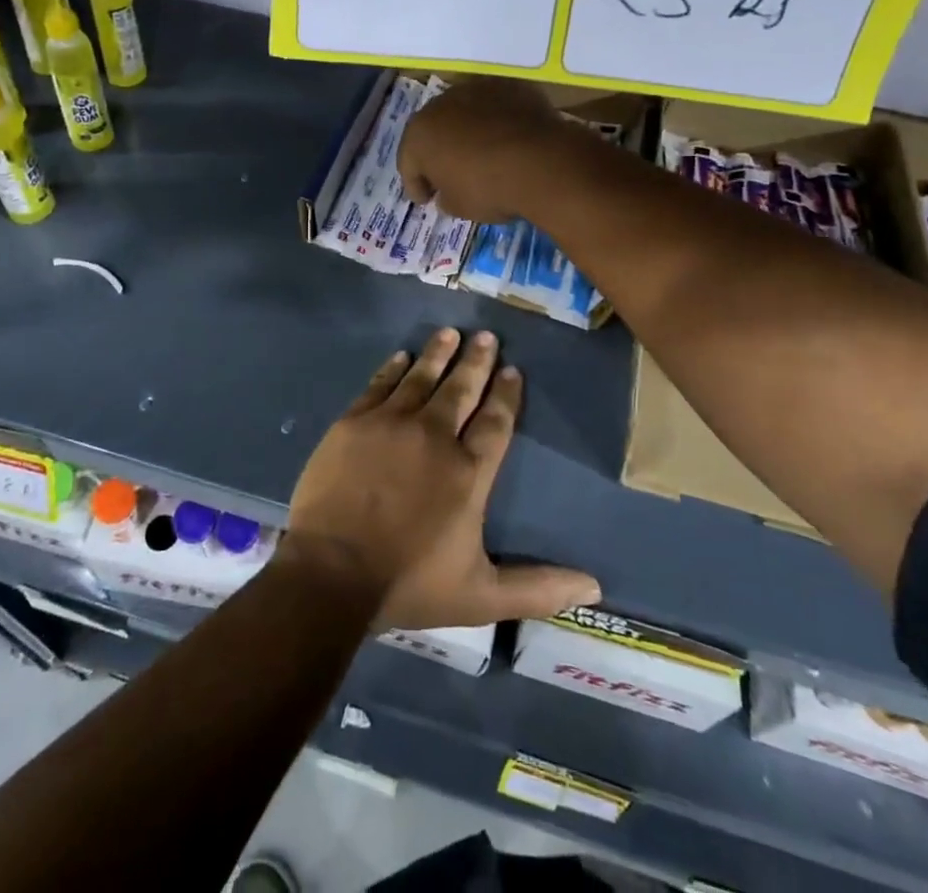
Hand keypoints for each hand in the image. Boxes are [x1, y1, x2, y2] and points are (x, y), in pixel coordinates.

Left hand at [283, 329, 600, 630]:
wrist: (332, 572)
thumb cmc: (409, 583)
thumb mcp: (481, 596)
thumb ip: (536, 587)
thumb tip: (595, 587)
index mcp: (468, 472)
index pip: (496, 423)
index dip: (506, 395)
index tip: (513, 370)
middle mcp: (434, 436)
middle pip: (461, 390)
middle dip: (476, 361)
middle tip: (486, 336)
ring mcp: (391, 424)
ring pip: (421, 378)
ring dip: (438, 354)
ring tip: (450, 333)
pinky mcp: (354, 422)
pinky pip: (379, 385)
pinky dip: (392, 369)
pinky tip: (401, 356)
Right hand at [398, 77, 576, 223]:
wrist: (540, 162)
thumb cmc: (487, 188)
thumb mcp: (459, 207)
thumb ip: (445, 197)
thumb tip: (446, 193)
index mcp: (419, 134)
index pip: (408, 163)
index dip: (416, 185)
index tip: (426, 200)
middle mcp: (441, 104)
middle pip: (433, 131)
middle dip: (438, 153)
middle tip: (448, 175)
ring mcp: (476, 90)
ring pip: (464, 114)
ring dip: (466, 132)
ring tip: (480, 154)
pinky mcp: (509, 87)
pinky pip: (495, 108)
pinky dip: (496, 122)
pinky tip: (507, 140)